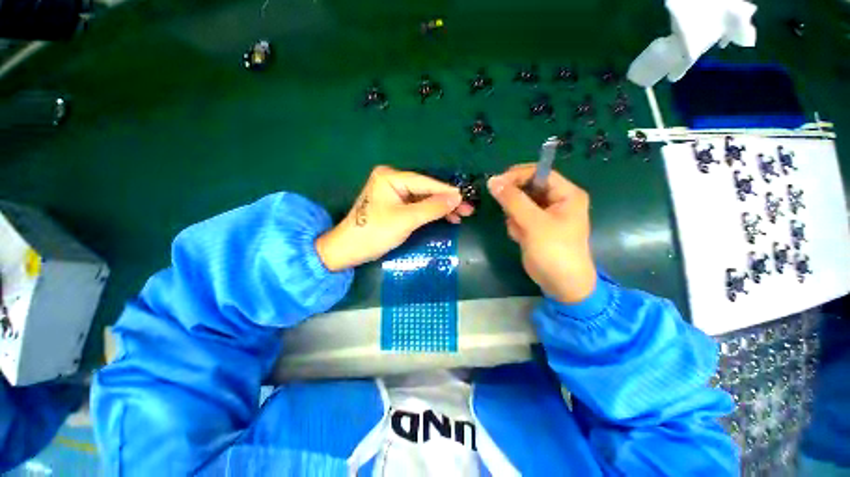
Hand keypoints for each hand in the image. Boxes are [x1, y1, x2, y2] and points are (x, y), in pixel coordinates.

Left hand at [316, 166, 474, 270]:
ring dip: (440, 208)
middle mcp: (392, 179)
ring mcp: (393, 192)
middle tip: (468, 211)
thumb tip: (457, 198)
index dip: (448, 192)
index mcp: (391, 176)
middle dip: (446, 201)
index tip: (467, 199)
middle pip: (426, 189)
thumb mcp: (406, 220)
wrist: (348, 250)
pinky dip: (429, 212)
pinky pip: (416, 205)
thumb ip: (433, 207)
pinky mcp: (393, 204)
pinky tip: (444, 217)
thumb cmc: (375, 232)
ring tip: (460, 217)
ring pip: (423, 198)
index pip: (426, 182)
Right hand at [488, 164, 595, 302]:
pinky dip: (515, 226)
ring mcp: (544, 214)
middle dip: (515, 201)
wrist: (560, 283)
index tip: (496, 183)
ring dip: (514, 216)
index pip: (539, 173)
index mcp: (566, 194)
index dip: (518, 175)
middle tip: (509, 214)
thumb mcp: (534, 223)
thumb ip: (513, 200)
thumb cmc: (554, 251)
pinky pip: (517, 217)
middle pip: (527, 188)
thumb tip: (492, 181)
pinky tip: (521, 238)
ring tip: (521, 231)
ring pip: (519, 203)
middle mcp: (556, 200)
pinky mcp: (534, 226)